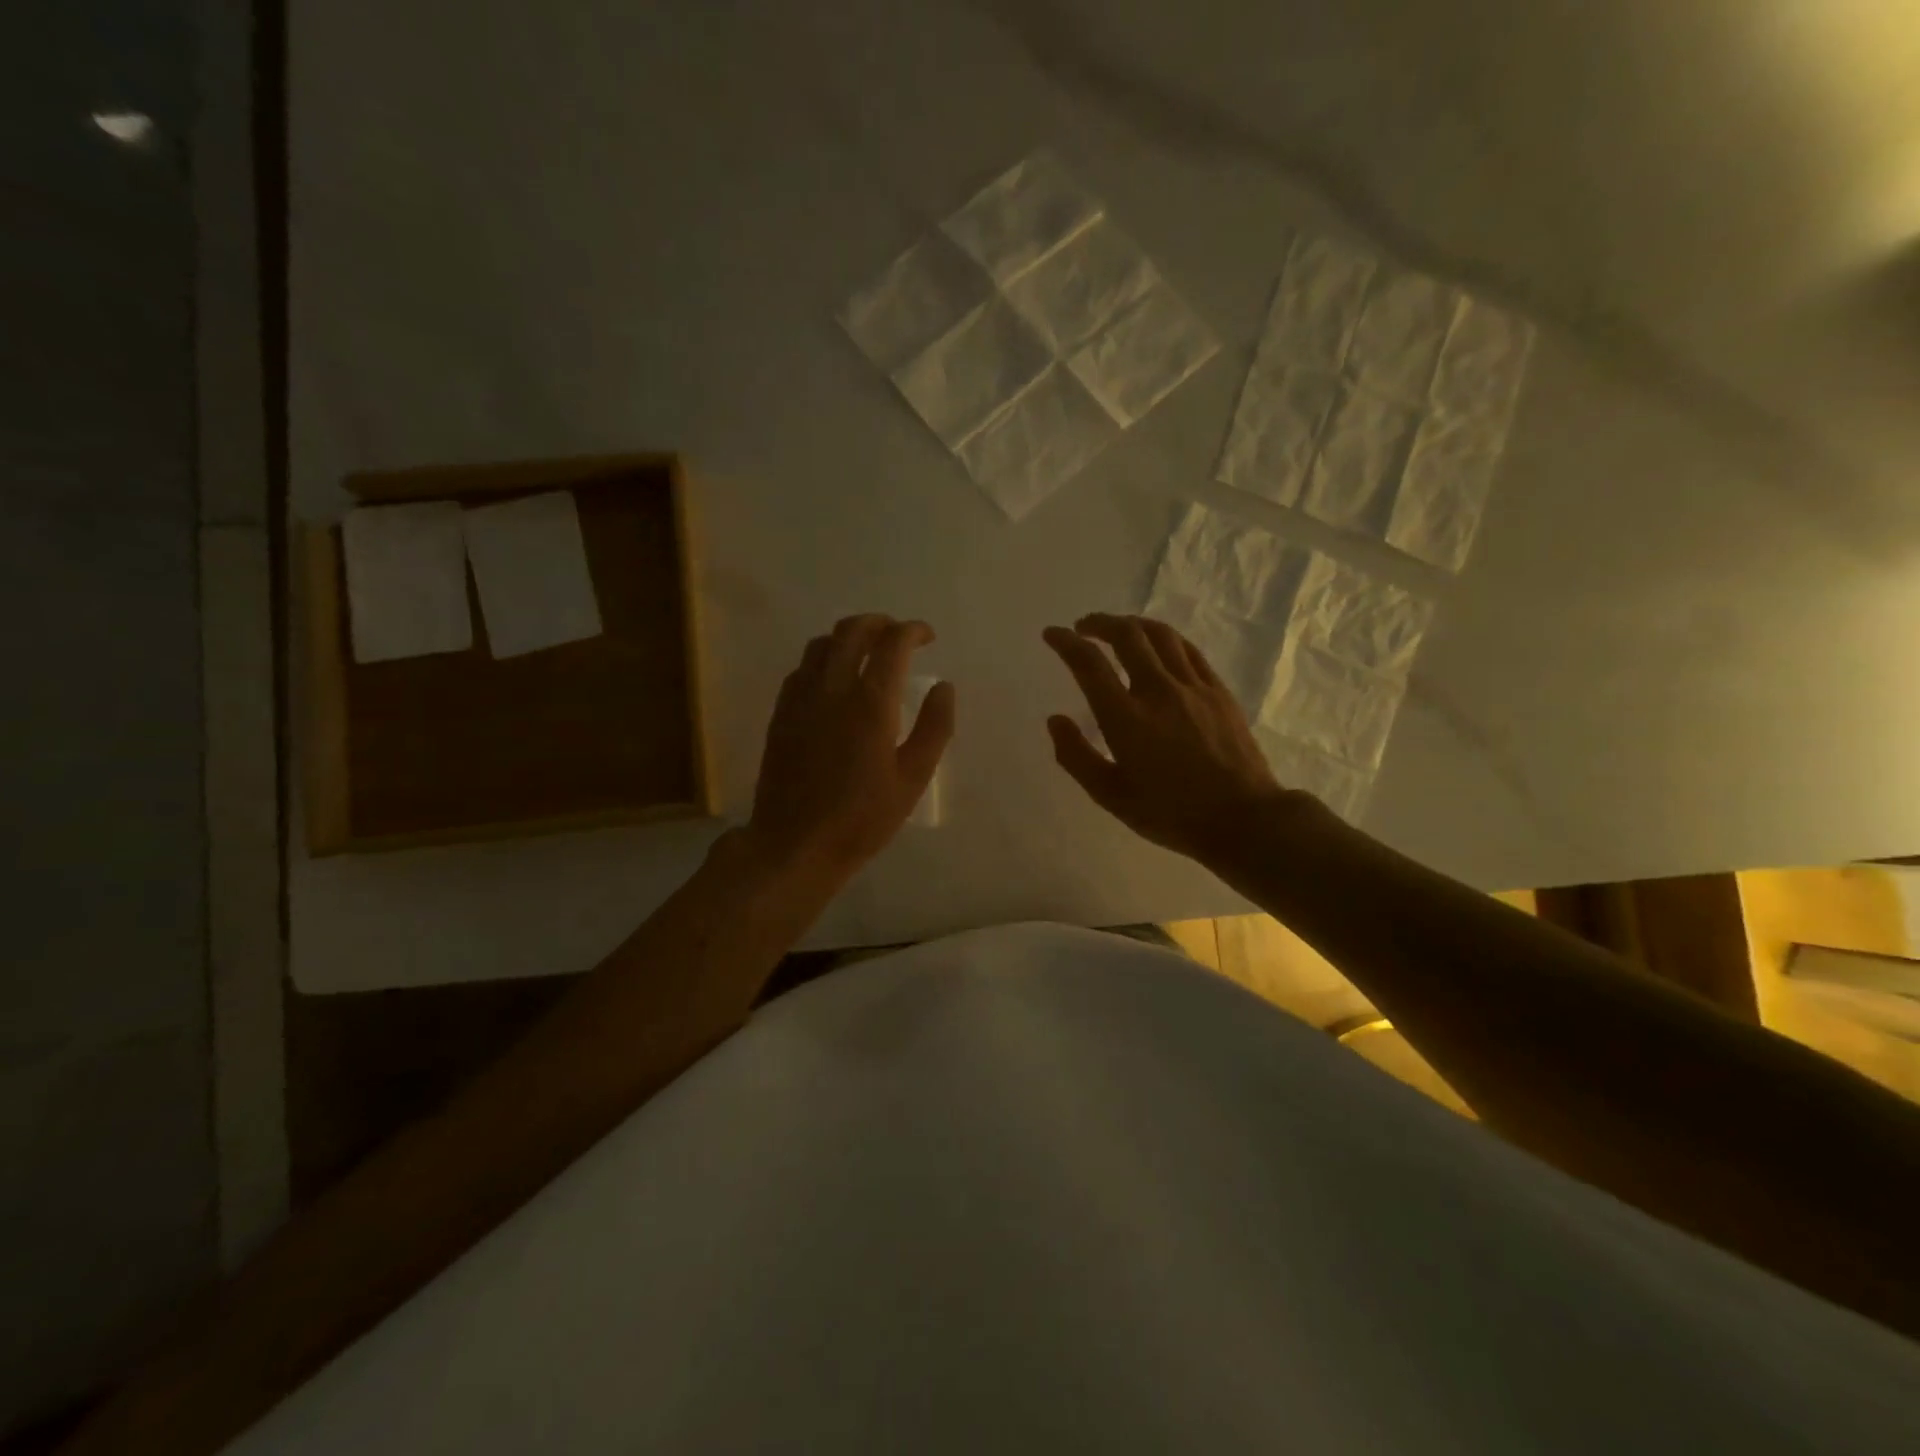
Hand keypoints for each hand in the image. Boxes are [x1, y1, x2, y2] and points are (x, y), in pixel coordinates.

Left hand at [746, 614, 954, 882]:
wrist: (796, 843)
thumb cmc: (862, 818)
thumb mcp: (913, 778)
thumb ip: (934, 727)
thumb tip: (944, 687)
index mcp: (870, 703)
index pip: (893, 643)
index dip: (913, 631)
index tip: (927, 637)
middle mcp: (832, 689)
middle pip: (853, 630)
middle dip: (880, 622)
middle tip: (899, 635)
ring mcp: (801, 698)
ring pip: (822, 643)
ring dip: (849, 636)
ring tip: (868, 651)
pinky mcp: (781, 713)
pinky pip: (802, 668)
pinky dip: (824, 659)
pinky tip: (834, 679)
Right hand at [1043, 613, 1303, 867]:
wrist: (1243, 819)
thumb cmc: (1171, 814)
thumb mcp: (1111, 797)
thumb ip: (1076, 757)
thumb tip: (1056, 720)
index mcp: (1126, 718)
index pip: (1089, 664)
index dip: (1066, 642)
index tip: (1053, 634)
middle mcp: (1158, 691)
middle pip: (1126, 635)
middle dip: (1099, 623)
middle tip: (1084, 627)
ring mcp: (1193, 687)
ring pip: (1160, 635)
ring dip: (1132, 624)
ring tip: (1119, 629)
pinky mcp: (1218, 691)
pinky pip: (1188, 650)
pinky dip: (1166, 638)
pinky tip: (1159, 644)